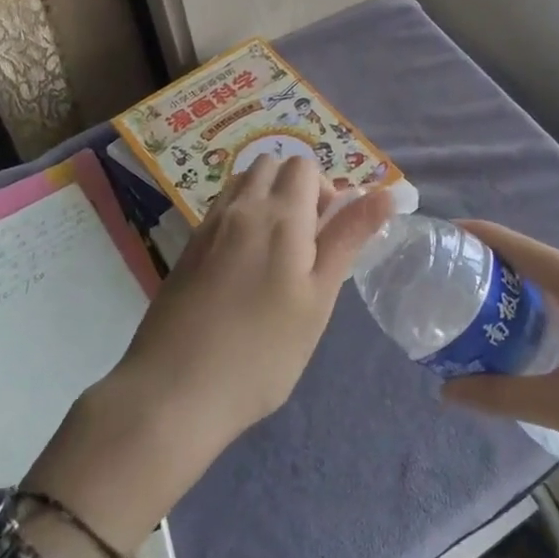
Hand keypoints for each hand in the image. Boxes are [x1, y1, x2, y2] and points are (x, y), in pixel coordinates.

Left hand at [24, 156, 394, 547]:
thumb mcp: (318, 297)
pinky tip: (243, 268)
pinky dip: (240, 217)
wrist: (173, 393)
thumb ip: (348, 238)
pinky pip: (221, 209)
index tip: (328, 235)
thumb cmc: (262, 351)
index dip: (324, 190)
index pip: (304, 166)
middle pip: (271, 164)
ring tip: (276, 252)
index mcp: (279, 214)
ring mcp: (208, 226)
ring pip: (243, 183)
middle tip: (306, 241)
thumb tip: (385, 193)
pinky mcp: (187, 248)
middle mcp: (240, 207)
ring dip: (266, 197)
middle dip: (295, 187)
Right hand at [440, 221, 558, 499]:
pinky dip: (558, 298)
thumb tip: (446, 391)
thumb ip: (499, 394)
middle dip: (505, 262)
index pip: (528, 250)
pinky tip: (538, 316)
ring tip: (490, 293)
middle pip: (548, 260)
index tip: (451, 231)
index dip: (487, 237)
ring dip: (532, 282)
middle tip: (461, 273)